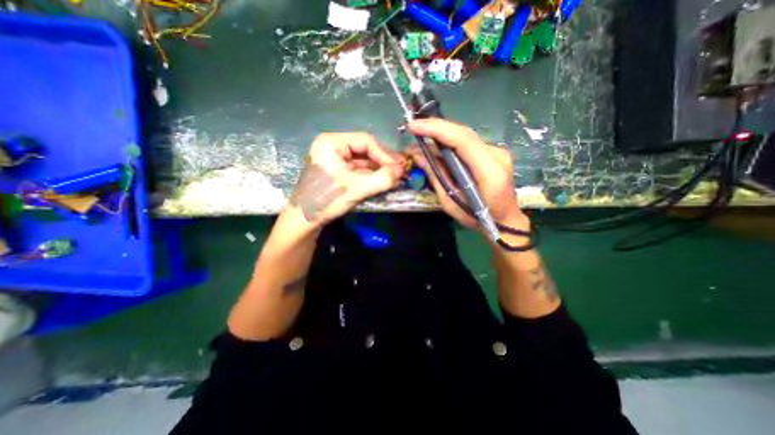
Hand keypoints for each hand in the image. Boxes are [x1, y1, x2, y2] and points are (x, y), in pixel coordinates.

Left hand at [286, 133, 405, 226]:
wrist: (303, 221)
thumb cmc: (327, 199)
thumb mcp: (357, 188)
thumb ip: (382, 179)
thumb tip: (402, 170)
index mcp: (332, 142)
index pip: (365, 141)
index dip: (385, 154)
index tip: (399, 167)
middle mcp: (332, 147)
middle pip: (364, 150)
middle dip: (382, 162)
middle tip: (400, 172)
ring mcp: (333, 160)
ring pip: (362, 162)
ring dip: (378, 171)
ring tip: (394, 179)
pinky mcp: (335, 173)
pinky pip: (356, 171)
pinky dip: (369, 177)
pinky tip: (381, 182)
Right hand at [407, 116, 525, 231]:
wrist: (504, 220)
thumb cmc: (477, 218)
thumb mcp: (451, 202)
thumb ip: (436, 177)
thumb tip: (419, 156)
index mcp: (489, 171)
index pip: (462, 140)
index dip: (437, 129)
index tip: (414, 126)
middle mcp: (496, 155)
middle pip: (463, 133)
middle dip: (435, 128)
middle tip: (413, 129)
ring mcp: (497, 152)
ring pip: (464, 136)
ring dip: (441, 135)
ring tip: (421, 139)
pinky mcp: (493, 153)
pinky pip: (467, 143)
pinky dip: (450, 142)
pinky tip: (437, 146)